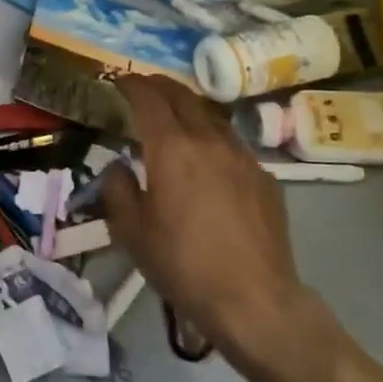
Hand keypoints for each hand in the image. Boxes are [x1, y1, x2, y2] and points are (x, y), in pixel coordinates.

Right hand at [98, 75, 318, 366]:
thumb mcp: (130, 231)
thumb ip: (117, 188)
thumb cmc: (182, 264)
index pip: (149, 99)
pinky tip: (208, 158)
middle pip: (184, 97)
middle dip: (160, 86)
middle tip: (144, 87)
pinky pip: (233, 143)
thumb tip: (119, 165)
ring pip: (213, 116)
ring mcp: (243, 157)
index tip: (119, 81)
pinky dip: (212, 136)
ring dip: (189, 107)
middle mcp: (209, 141)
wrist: (254, 300)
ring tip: (175, 115)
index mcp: (172, 148)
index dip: (132, 85)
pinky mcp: (265, 178)